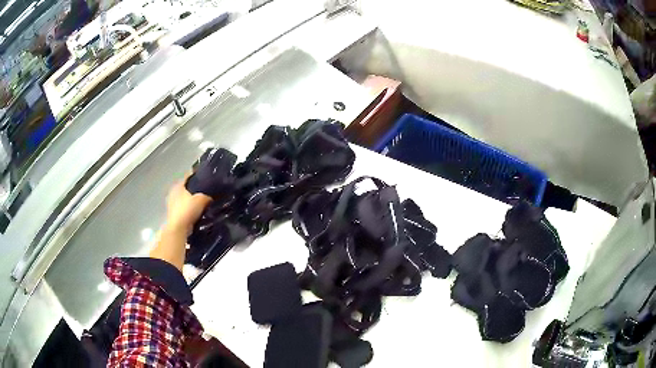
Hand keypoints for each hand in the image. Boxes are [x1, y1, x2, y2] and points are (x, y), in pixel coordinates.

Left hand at [165, 176, 212, 234]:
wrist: (179, 228)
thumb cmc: (188, 209)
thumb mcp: (202, 199)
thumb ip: (207, 196)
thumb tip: (210, 197)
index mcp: (178, 185)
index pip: (187, 176)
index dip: (195, 175)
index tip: (203, 176)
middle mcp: (173, 192)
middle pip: (185, 188)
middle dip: (193, 190)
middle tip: (204, 191)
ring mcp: (171, 204)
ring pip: (183, 199)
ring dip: (190, 201)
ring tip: (201, 203)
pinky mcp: (173, 214)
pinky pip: (183, 209)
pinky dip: (189, 210)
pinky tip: (196, 213)